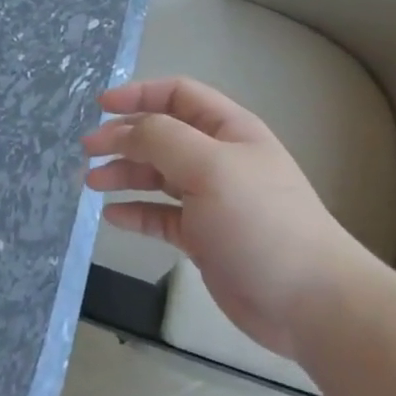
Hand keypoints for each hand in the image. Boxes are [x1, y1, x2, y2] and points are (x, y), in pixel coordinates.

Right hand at [84, 77, 369, 359]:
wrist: (309, 301)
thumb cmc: (260, 221)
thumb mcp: (210, 167)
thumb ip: (162, 139)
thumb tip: (122, 130)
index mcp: (228, 129)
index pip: (177, 95)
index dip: (139, 94)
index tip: (100, 106)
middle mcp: (218, 158)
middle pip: (161, 135)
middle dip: (123, 137)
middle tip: (86, 150)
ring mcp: (211, 199)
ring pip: (157, 176)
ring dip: (124, 174)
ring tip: (91, 182)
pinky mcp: (203, 237)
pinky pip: (161, 216)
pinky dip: (136, 212)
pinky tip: (112, 216)